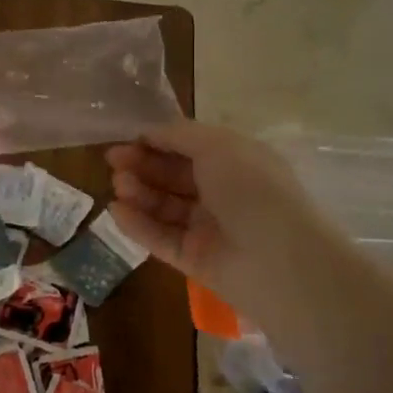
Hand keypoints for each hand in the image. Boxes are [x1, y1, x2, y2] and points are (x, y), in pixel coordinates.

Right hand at [107, 121, 345, 297]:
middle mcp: (224, 192)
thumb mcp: (217, 145)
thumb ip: (179, 135)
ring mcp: (209, 228)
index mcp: (236, 161)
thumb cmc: (251, 188)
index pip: (190, 147)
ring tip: (117, 185)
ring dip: (139, 193)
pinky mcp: (196, 260)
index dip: (158, 142)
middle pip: (174, 176)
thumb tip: (150, 132)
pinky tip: (116, 211)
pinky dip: (139, 225)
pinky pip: (162, 238)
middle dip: (143, 165)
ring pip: (166, 207)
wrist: (279, 260)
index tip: (128, 139)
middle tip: (113, 161)